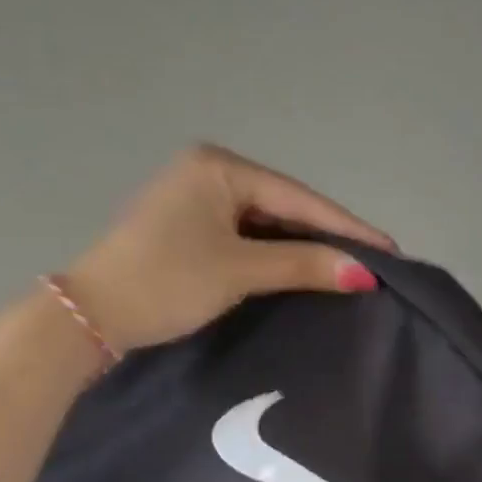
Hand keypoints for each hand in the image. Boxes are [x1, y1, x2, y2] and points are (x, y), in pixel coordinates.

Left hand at [66, 145, 394, 353]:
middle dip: (327, 236)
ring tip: (349, 267)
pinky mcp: (188, 225)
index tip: (391, 250)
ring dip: (301, 246)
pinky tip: (303, 267)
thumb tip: (364, 272)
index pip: (299, 197)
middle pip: (284, 206)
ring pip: (265, 222)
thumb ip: (303, 264)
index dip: (347, 227)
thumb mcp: (239, 270)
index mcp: (219, 165)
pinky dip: (273, 253)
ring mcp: (196, 197)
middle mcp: (208, 170)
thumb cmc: (166, 281)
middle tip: (374, 261)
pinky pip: (245, 234)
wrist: (90, 316)